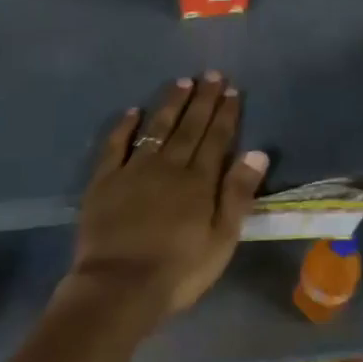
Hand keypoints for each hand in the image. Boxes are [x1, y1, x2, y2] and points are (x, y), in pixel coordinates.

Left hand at [65, 73, 269, 318]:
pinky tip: (132, 111)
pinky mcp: (105, 180)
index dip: (225, 113)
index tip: (231, 90)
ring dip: (170, 104)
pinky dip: (124, 126)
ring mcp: (134, 170)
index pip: (217, 138)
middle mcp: (169, 166)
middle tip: (211, 74)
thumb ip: (238, 194)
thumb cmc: (178, 270)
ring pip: (156, 128)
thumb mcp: (221, 240)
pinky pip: (115, 145)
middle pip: (189, 126)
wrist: (119, 287)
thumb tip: (257, 152)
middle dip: (202, 99)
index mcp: (199, 181)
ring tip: (181, 82)